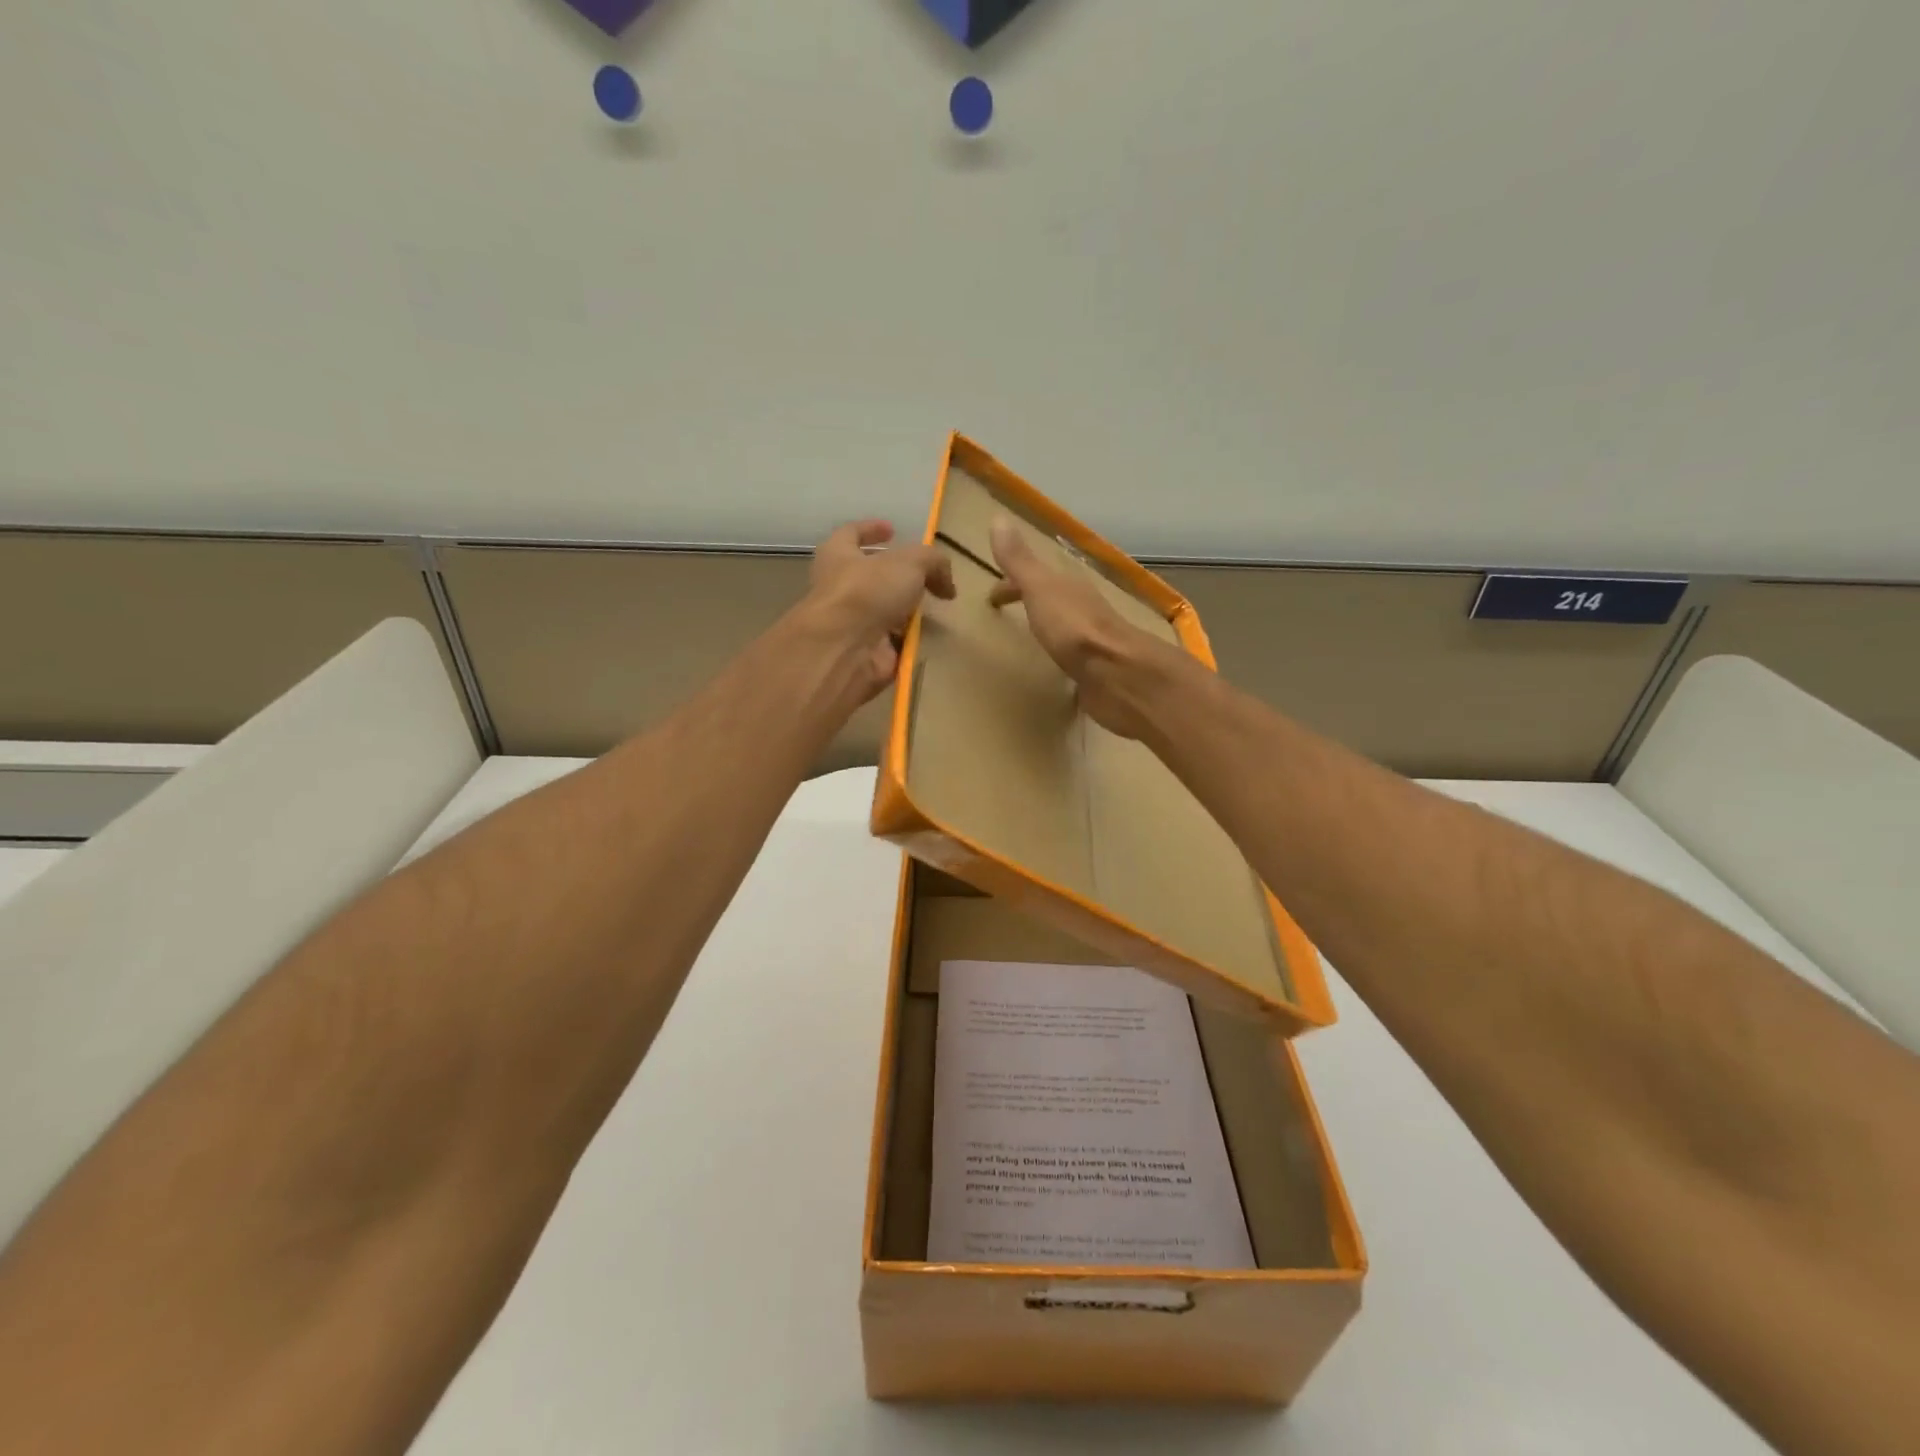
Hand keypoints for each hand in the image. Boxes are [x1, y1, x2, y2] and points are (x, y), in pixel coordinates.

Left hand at [806, 520, 955, 701]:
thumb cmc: (868, 591)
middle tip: (924, 578)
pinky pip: (891, 643)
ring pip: (882, 612)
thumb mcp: (911, 562)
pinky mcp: (863, 652)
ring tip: (932, 610)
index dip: (872, 529)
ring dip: (905, 612)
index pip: (852, 533)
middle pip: (870, 576)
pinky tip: (927, 639)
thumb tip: (946, 585)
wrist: (844, 649)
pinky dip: (908, 642)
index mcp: (838, 555)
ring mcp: (850, 623)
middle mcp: (840, 587)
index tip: (892, 530)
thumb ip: (934, 562)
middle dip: (896, 577)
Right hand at [988, 517, 1166, 740]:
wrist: (1118, 674)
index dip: (1012, 583)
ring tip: (1030, 641)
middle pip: (1052, 599)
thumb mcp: (1040, 588)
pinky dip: (1062, 658)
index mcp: (1068, 587)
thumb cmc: (1074, 628)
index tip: (991, 598)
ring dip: (1048, 628)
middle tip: (1006, 616)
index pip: (1035, 576)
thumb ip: (1019, 560)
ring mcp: (1093, 640)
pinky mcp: (1096, 670)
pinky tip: (1056, 673)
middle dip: (1031, 602)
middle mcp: (1084, 608)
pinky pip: (1074, 658)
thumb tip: (998, 518)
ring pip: (1065, 627)